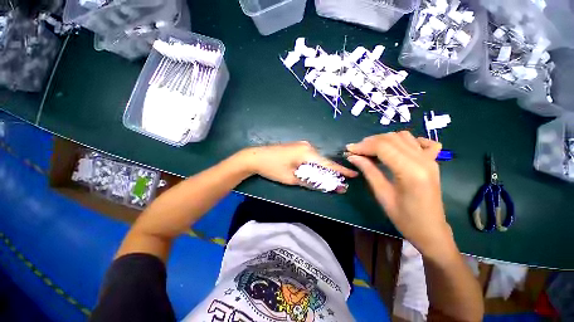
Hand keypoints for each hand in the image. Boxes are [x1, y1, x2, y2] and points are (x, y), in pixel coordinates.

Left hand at [239, 141, 357, 190]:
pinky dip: (313, 164)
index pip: (327, 163)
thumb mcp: (291, 178)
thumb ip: (309, 181)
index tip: (353, 174)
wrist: (256, 157)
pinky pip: (309, 156)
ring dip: (320, 168)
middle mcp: (307, 146)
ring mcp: (301, 145)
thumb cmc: (273, 168)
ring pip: (316, 158)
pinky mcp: (297, 146)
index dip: (340, 170)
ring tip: (326, 178)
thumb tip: (323, 185)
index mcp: (307, 153)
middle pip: (322, 160)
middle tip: (337, 182)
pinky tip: (313, 171)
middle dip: (329, 171)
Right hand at [346, 131, 455, 257]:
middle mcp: (423, 160)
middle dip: (370, 142)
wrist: (431, 230)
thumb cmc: (405, 218)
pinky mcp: (433, 162)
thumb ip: (368, 171)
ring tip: (370, 149)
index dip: (363, 146)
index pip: (383, 147)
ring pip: (404, 137)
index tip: (349, 150)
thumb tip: (353, 157)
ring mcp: (431, 159)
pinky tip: (396, 148)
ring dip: (384, 139)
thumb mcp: (382, 195)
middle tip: (356, 151)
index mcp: (411, 171)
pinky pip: (421, 142)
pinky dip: (406, 140)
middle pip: (392, 139)